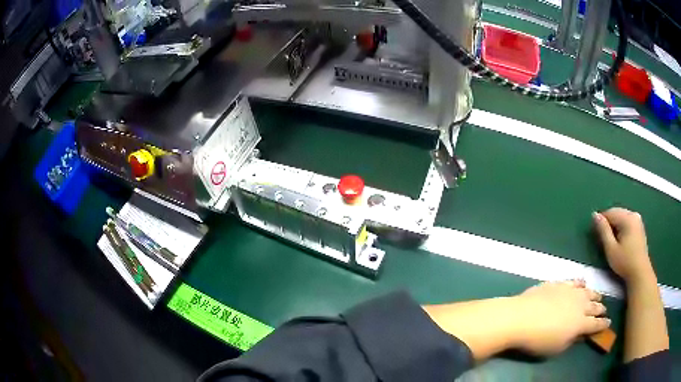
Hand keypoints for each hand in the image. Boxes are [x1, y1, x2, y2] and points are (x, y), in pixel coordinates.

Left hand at [512, 280, 609, 355]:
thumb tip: (580, 334)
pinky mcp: (559, 284)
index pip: (596, 324)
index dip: (603, 324)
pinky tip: (583, 283)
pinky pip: (574, 281)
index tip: (609, 322)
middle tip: (605, 309)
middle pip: (594, 306)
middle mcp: (580, 305)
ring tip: (598, 296)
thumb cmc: (539, 339)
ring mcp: (570, 292)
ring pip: (587, 292)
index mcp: (581, 323)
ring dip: (594, 295)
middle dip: (600, 308)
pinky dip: (580, 283)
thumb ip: (572, 340)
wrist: (521, 317)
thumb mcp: (557, 347)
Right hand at [593, 207, 654, 285]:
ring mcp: (638, 220)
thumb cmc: (624, 262)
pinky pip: (627, 221)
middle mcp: (633, 214)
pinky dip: (621, 227)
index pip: (609, 213)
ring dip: (615, 225)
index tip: (596, 235)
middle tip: (603, 239)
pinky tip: (620, 240)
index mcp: (627, 218)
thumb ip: (603, 231)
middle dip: (608, 223)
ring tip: (611, 241)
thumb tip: (594, 215)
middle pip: (616, 213)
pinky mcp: (639, 226)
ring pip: (622, 217)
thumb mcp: (611, 249)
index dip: (601, 222)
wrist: (640, 272)